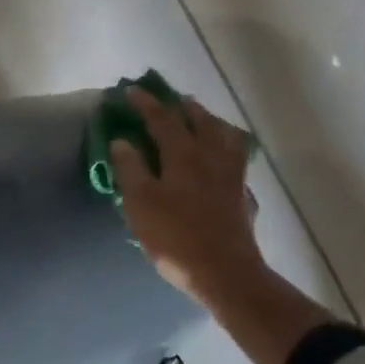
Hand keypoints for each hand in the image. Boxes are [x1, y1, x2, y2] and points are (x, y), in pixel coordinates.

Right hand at [110, 87, 264, 301]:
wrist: (224, 273)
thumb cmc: (175, 238)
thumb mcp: (140, 204)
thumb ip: (130, 169)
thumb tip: (122, 141)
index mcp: (183, 154)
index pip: (162, 119)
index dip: (145, 103)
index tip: (130, 91)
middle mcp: (211, 156)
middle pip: (199, 119)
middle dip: (181, 106)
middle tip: (167, 101)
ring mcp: (232, 174)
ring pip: (224, 134)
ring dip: (209, 121)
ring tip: (199, 120)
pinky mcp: (242, 194)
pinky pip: (237, 158)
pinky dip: (226, 148)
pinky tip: (222, 158)